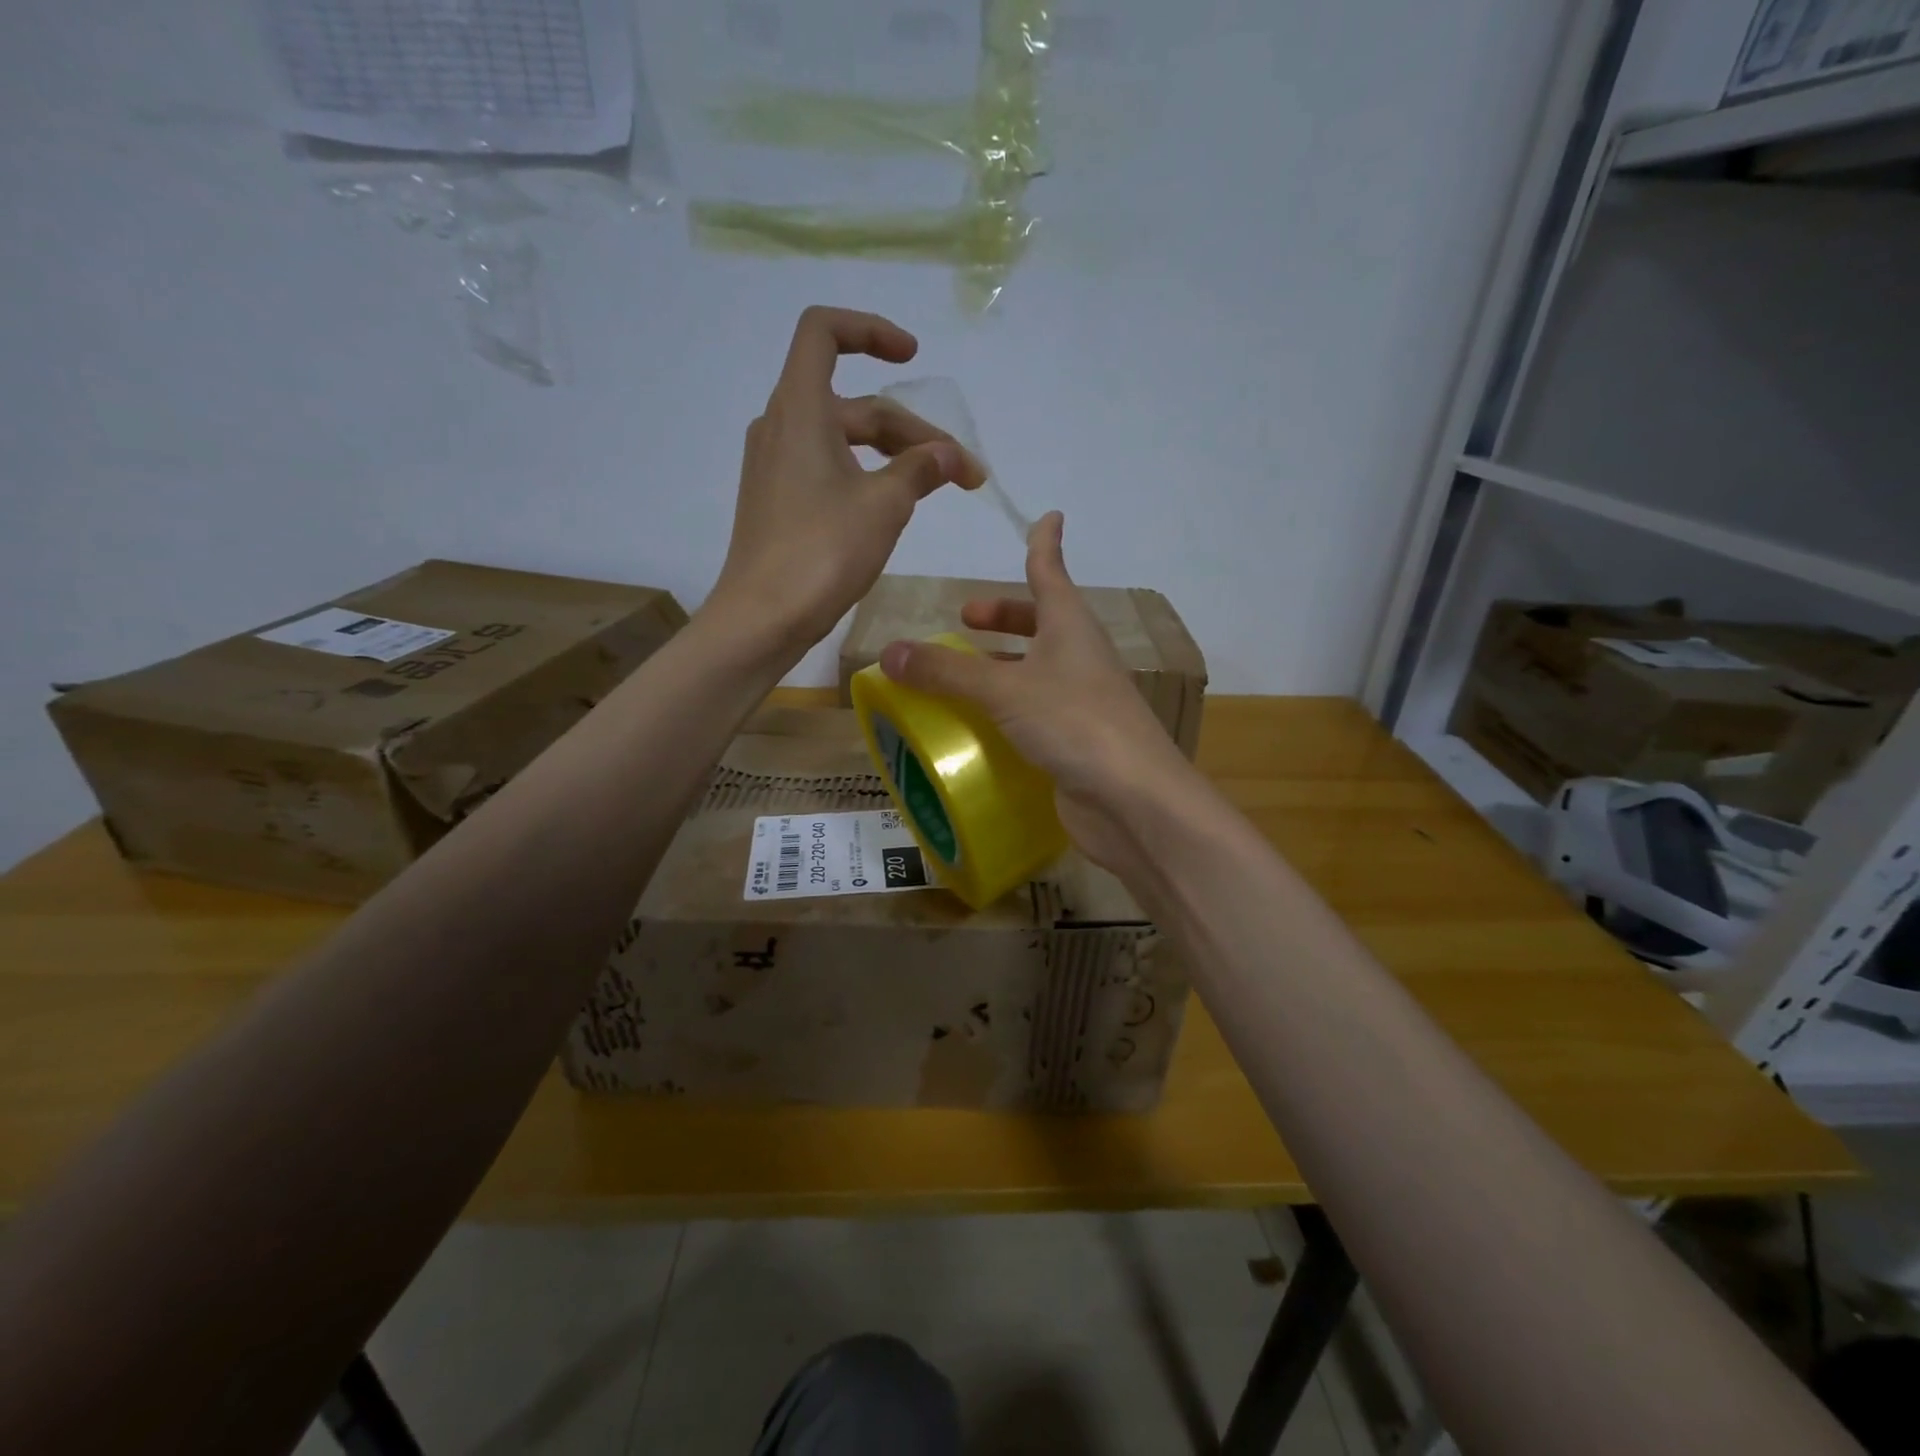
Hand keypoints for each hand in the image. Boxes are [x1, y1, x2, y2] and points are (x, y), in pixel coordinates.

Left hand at [706, 306, 983, 658]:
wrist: (763, 618)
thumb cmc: (822, 552)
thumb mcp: (885, 505)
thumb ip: (922, 468)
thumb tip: (952, 455)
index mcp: (800, 409)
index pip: (823, 331)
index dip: (870, 330)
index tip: (912, 358)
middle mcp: (781, 427)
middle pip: (854, 403)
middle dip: (913, 430)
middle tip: (963, 473)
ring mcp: (775, 466)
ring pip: (844, 440)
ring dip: (893, 456)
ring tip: (937, 488)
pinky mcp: (777, 501)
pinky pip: (828, 468)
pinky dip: (866, 474)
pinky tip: (894, 506)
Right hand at [878, 511, 1202, 874]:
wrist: (1133, 799)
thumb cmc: (1074, 722)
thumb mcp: (1004, 691)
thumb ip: (947, 672)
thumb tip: (890, 651)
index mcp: (1069, 627)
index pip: (1050, 572)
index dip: (1044, 544)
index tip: (1048, 516)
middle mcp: (1079, 656)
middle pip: (1042, 622)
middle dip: (1005, 615)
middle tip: (966, 618)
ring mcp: (1081, 700)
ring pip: (1037, 669)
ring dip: (1003, 665)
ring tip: (959, 674)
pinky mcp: (1076, 740)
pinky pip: (1035, 711)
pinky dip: (1007, 709)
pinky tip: (979, 725)